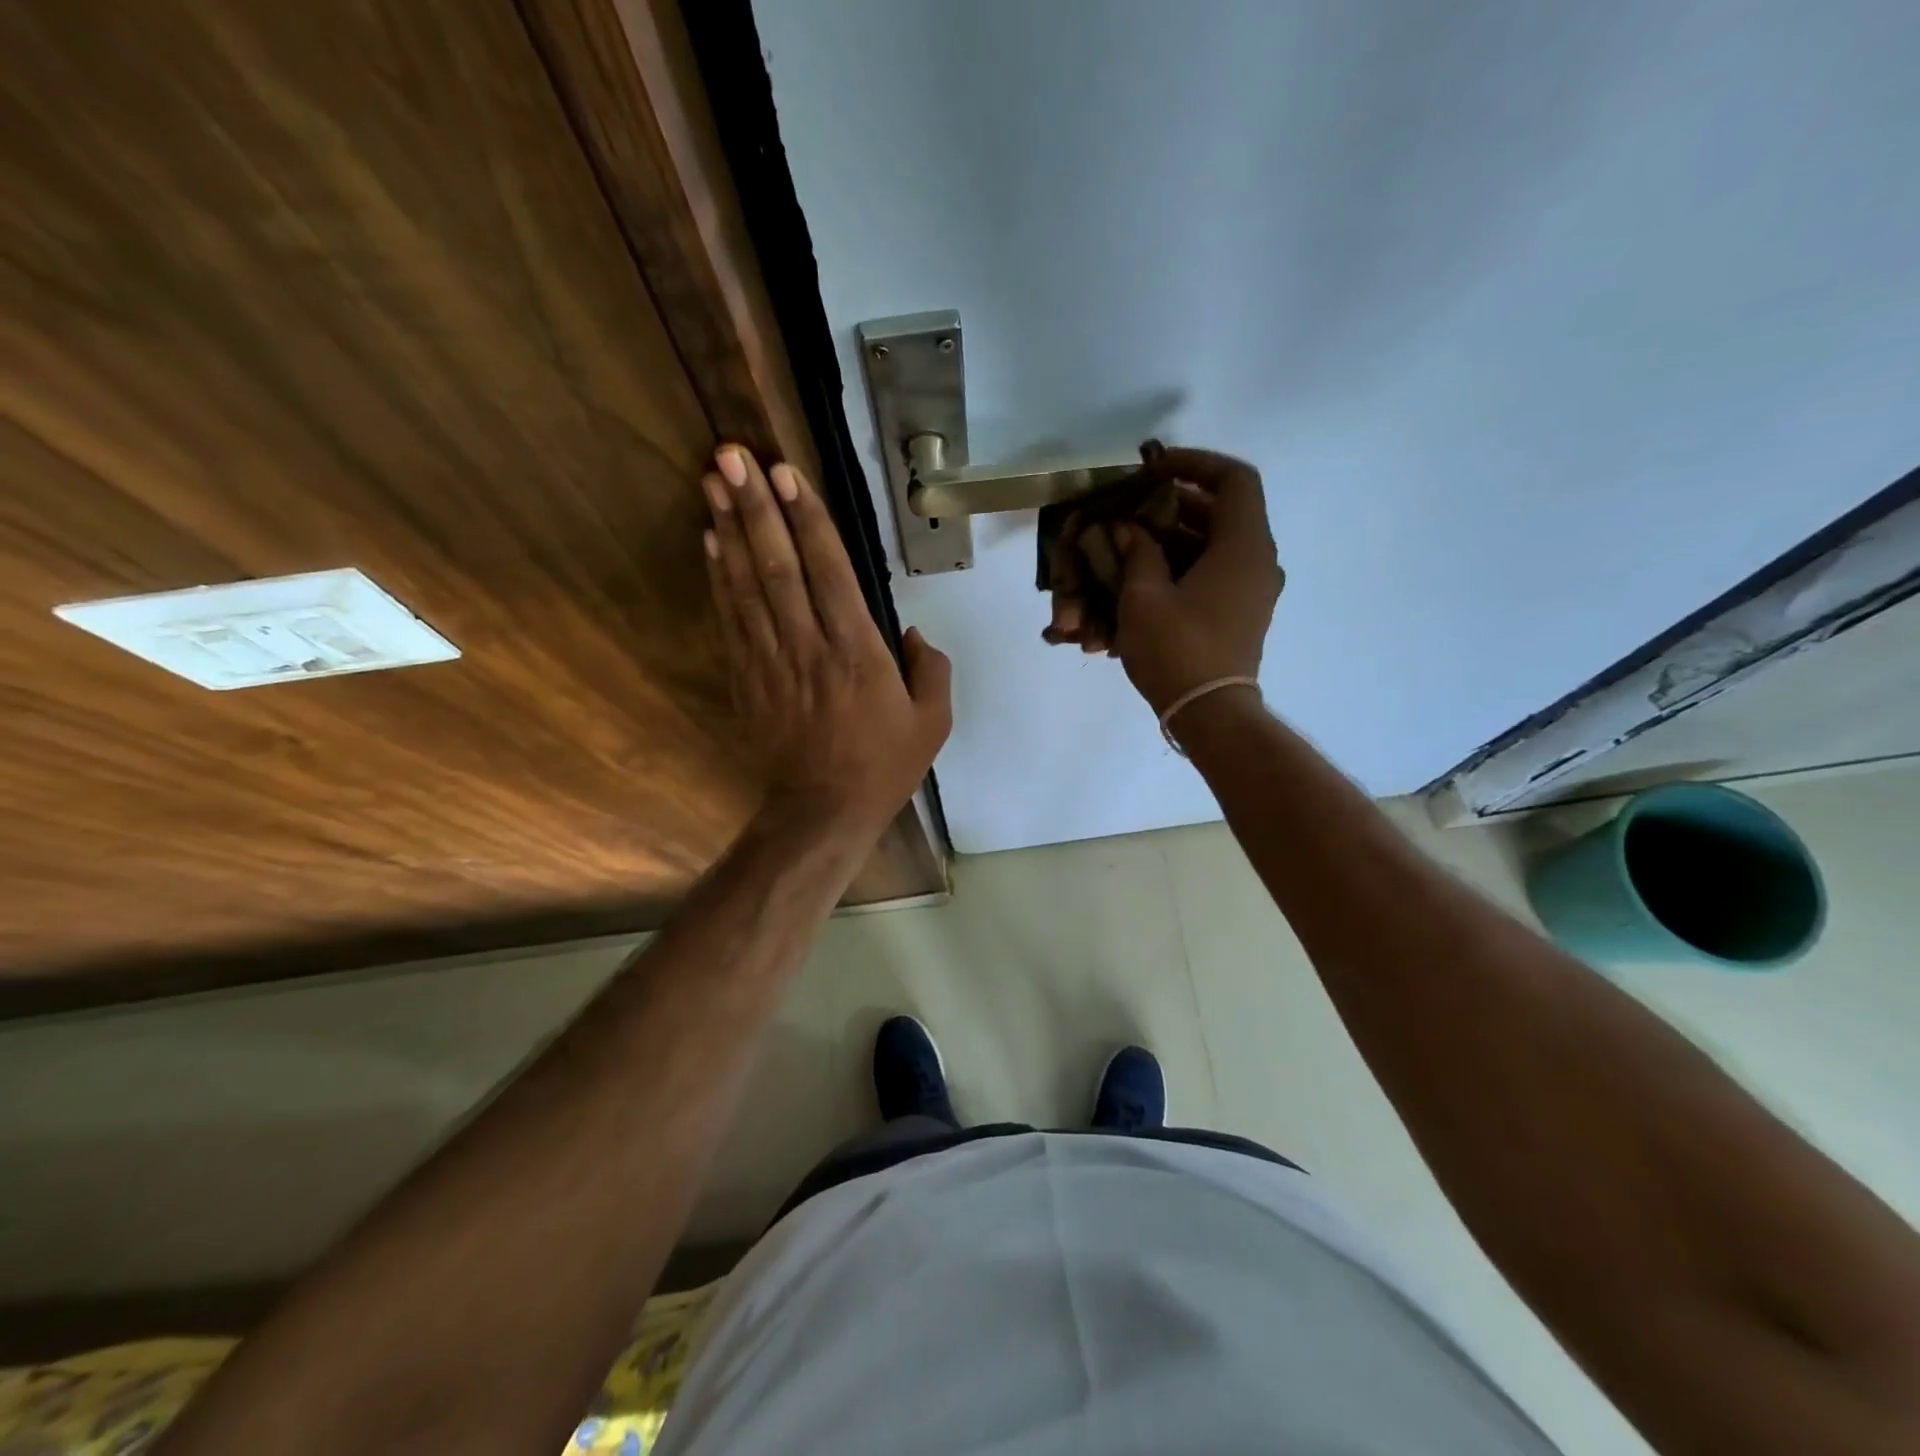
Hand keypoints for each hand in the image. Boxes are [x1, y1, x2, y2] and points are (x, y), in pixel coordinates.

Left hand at [702, 445, 951, 834]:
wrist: (823, 811)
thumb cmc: (883, 765)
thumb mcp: (933, 721)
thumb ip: (929, 667)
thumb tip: (909, 630)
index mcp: (858, 652)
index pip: (830, 571)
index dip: (807, 519)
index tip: (786, 473)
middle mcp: (810, 645)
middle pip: (778, 565)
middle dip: (755, 506)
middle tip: (731, 455)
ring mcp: (772, 660)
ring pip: (747, 584)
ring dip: (729, 528)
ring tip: (713, 480)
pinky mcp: (748, 677)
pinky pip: (731, 618)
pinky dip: (719, 576)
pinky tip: (710, 540)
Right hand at [1112, 446, 1282, 713]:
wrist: (1209, 713)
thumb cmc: (1177, 649)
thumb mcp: (1143, 596)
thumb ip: (1135, 552)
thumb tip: (1127, 530)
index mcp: (1244, 546)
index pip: (1234, 479)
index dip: (1195, 463)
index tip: (1154, 470)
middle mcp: (1257, 561)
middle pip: (1221, 512)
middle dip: (1172, 506)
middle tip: (1131, 509)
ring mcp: (1252, 590)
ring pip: (1214, 545)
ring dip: (1171, 540)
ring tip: (1127, 547)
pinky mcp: (1240, 614)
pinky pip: (1214, 573)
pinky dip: (1182, 567)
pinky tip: (1142, 582)